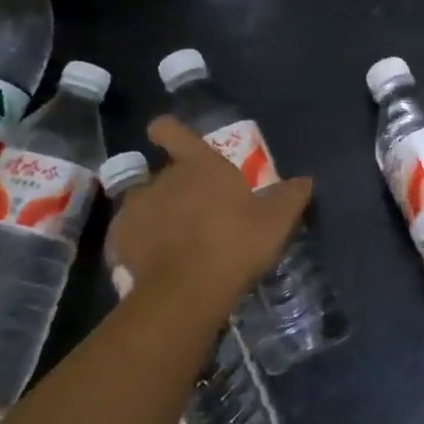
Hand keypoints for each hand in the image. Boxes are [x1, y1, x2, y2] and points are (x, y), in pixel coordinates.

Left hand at [106, 116, 312, 322]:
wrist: (186, 293)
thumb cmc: (235, 245)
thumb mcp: (275, 222)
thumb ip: (290, 197)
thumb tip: (304, 181)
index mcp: (199, 164)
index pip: (172, 130)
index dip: (169, 131)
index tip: (169, 138)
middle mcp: (162, 177)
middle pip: (165, 172)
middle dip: (179, 187)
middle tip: (199, 213)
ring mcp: (136, 207)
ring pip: (146, 201)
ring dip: (158, 213)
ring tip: (175, 240)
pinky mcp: (119, 238)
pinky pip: (130, 232)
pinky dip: (141, 241)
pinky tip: (157, 261)